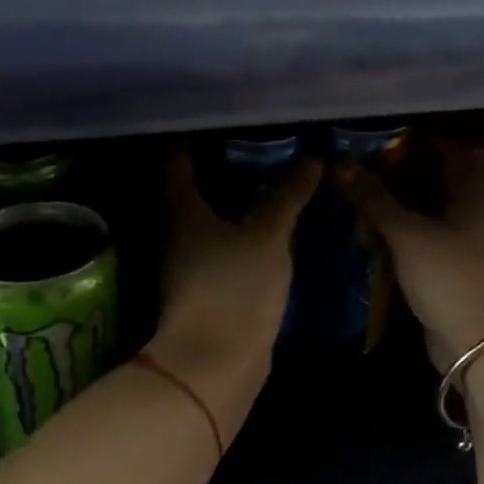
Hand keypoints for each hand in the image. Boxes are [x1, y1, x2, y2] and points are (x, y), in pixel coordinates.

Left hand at [153, 146, 321, 440]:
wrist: (215, 363)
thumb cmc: (235, 288)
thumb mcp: (268, 236)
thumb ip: (287, 197)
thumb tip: (312, 159)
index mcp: (179, 209)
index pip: (174, 158)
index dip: (192, 135)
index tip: (223, 120)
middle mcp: (172, 230)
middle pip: (185, 186)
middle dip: (216, 165)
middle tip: (254, 145)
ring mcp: (183, 261)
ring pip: (201, 217)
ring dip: (226, 198)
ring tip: (263, 179)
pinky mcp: (198, 286)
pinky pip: (214, 242)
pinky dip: (232, 228)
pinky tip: (260, 225)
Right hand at [340, 148, 483, 365]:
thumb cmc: (453, 279)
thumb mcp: (409, 236)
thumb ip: (375, 199)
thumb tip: (340, 165)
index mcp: (478, 187)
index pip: (442, 146)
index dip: (405, 142)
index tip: (366, 143)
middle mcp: (482, 206)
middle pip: (436, 177)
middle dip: (396, 174)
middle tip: (354, 172)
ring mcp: (475, 238)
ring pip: (432, 209)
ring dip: (399, 205)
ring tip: (357, 199)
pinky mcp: (464, 266)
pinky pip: (433, 237)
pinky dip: (408, 232)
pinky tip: (376, 234)